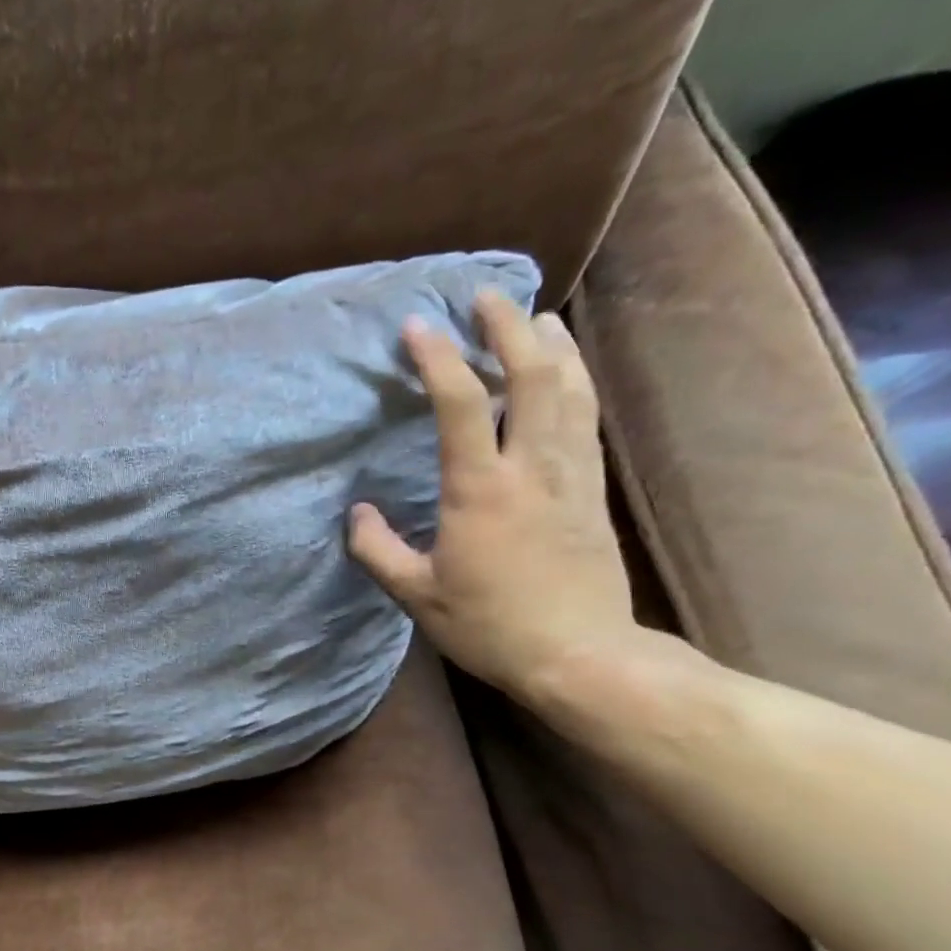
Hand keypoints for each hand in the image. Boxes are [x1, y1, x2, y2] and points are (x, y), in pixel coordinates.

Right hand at [347, 291, 644, 704]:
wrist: (579, 654)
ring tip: (532, 318)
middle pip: (530, 375)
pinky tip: (568, 371)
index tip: (415, 326)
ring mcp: (571, 475)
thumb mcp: (416, 596)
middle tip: (485, 296)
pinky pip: (587, 418)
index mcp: (480, 491)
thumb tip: (356, 514)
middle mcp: (531, 468)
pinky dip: (576, 381)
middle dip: (507, 327)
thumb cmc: (489, 626)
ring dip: (551, 345)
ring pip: (570, 388)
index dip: (436, 358)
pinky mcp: (593, 490)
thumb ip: (377, 550)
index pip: (458, 404)